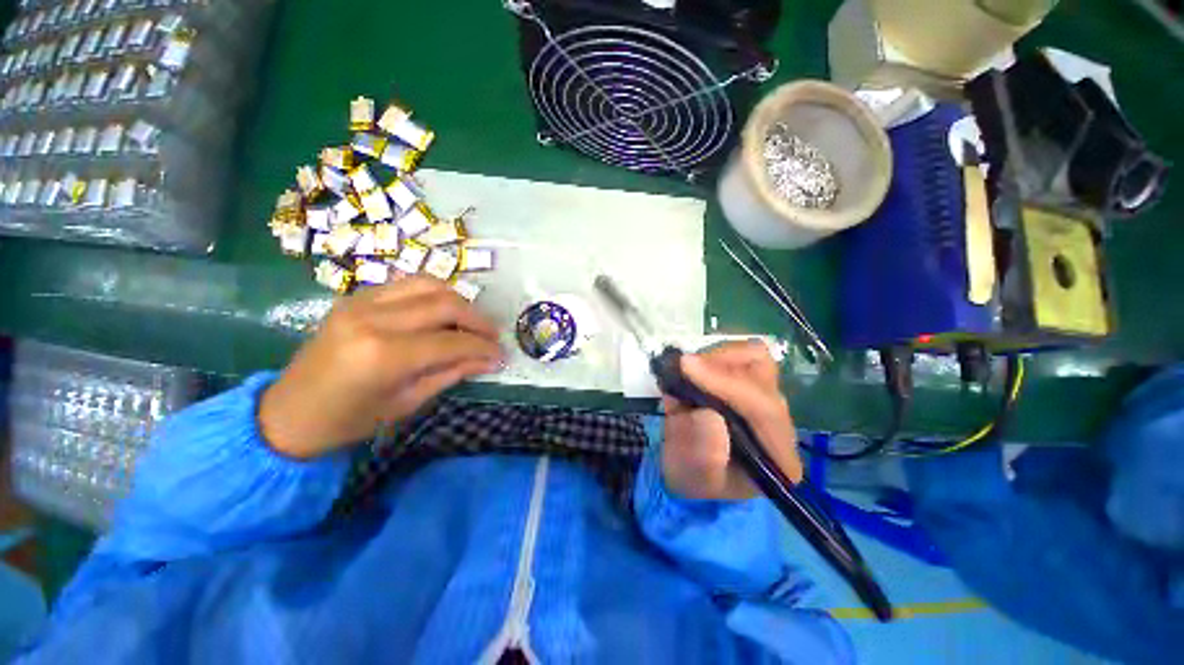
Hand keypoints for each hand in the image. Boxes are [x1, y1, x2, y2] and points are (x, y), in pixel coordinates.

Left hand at [259, 277, 503, 458]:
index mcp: (383, 355)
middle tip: (493, 335)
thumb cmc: (349, 421)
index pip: (451, 341)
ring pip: (428, 284)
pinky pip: (406, 285)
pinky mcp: (355, 298)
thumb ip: (452, 373)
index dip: (483, 347)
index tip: (502, 354)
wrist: (289, 413)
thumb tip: (490, 360)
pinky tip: (441, 312)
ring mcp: (360, 302)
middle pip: (444, 304)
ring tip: (470, 321)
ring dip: (458, 301)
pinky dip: (432, 295)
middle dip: (478, 319)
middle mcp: (373, 319)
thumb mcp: (408, 403)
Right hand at [661, 341, 802, 499]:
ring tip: (687, 372)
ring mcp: (762, 398)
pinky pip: (736, 355)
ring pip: (753, 356)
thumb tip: (707, 413)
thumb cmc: (695, 480)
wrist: (691, 473)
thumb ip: (704, 453)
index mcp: (776, 454)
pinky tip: (692, 372)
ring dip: (715, 357)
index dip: (726, 383)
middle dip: (720, 364)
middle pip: (763, 372)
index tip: (688, 367)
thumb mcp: (695, 477)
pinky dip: (711, 356)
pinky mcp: (746, 383)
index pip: (763, 408)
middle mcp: (776, 421)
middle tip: (685, 368)